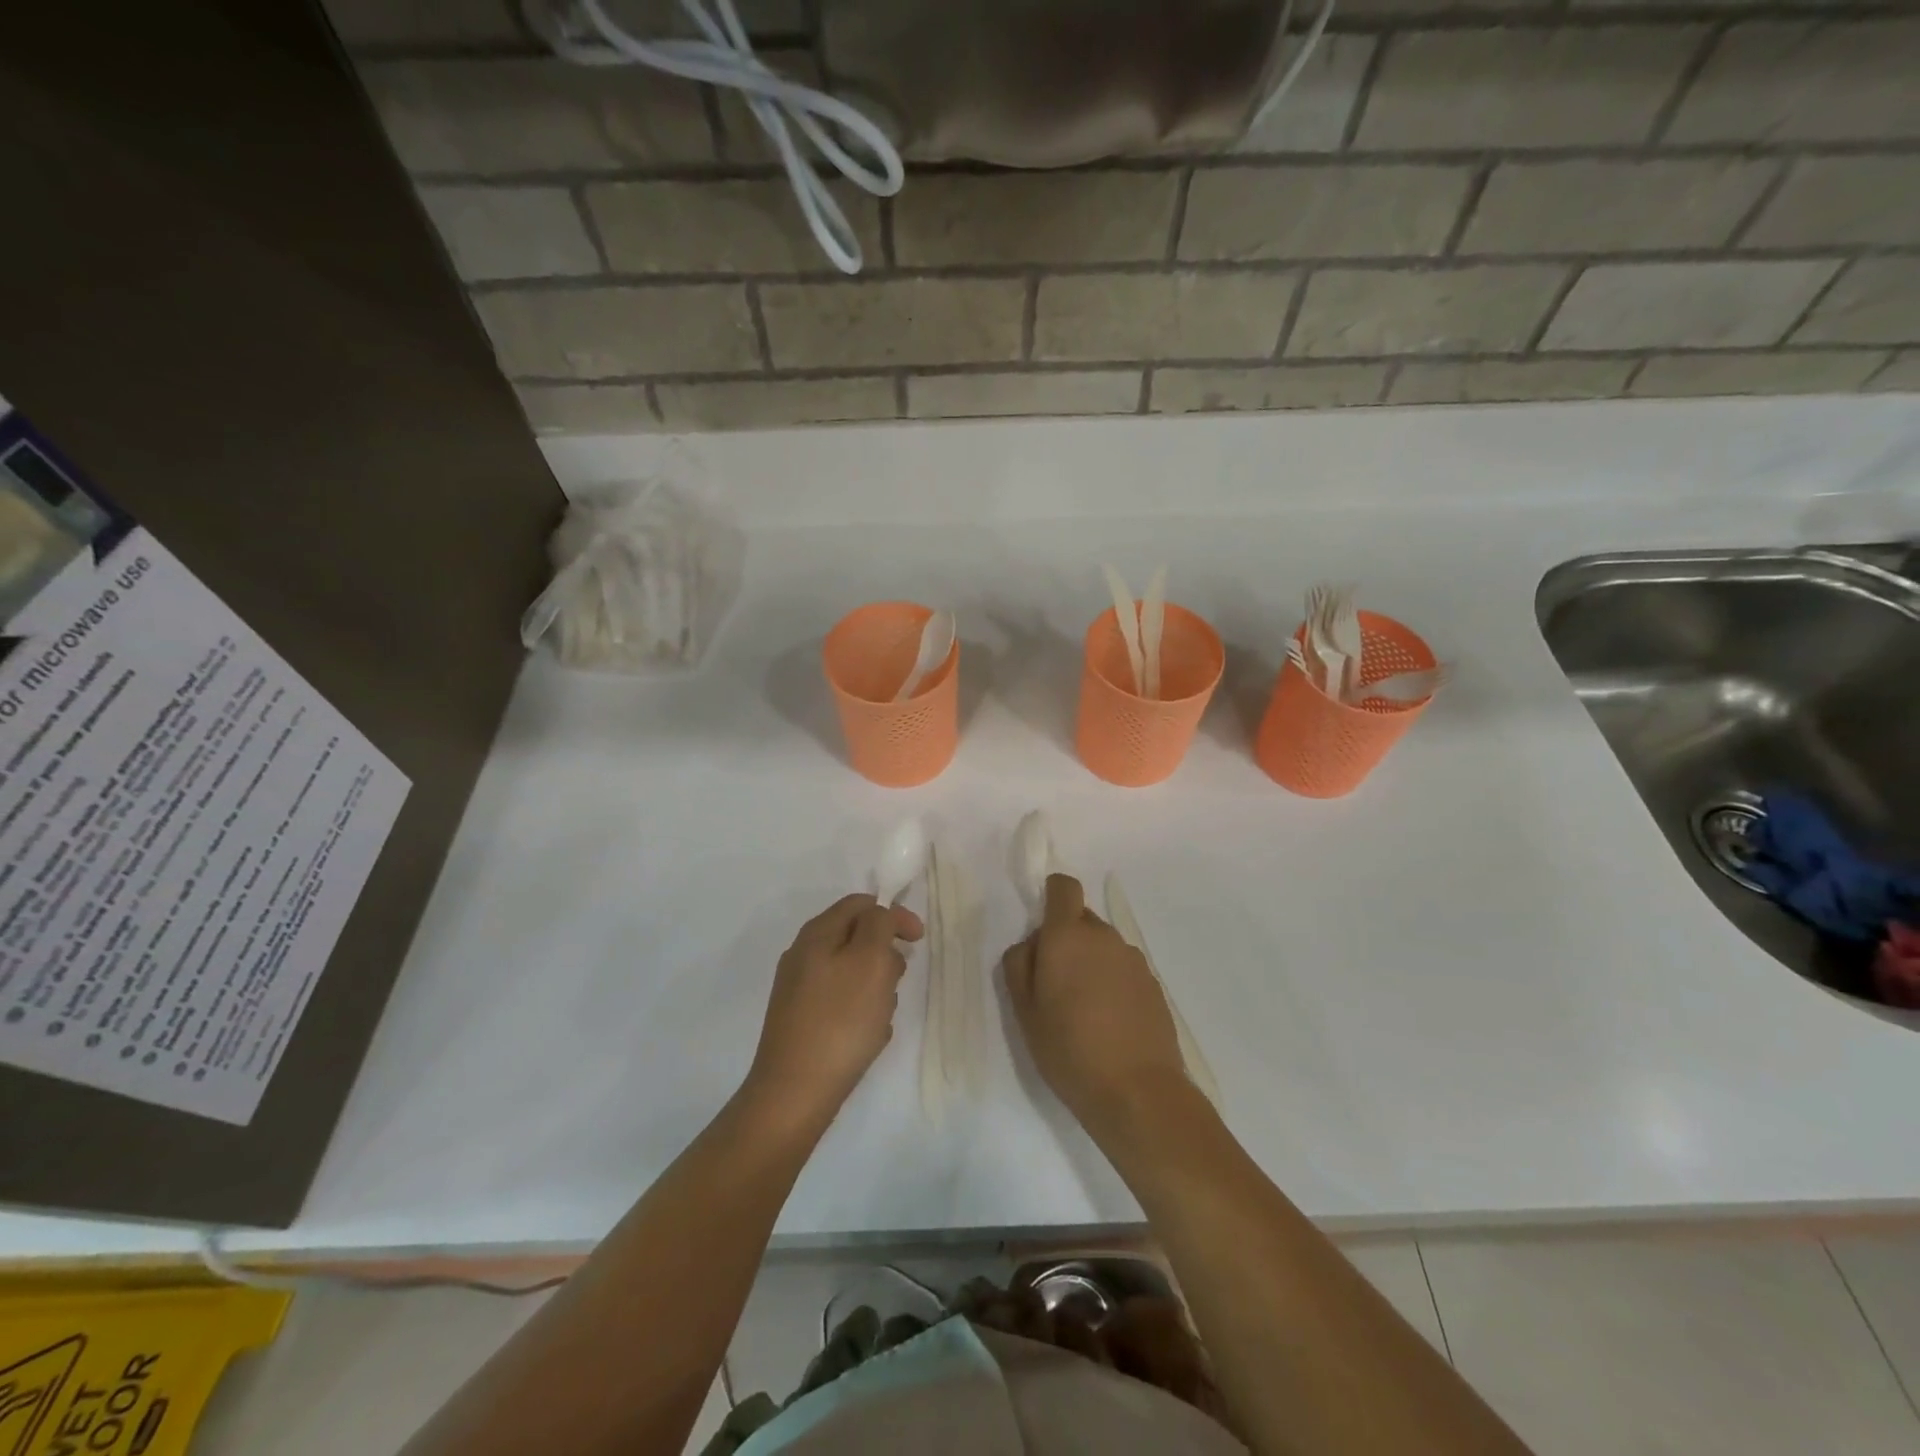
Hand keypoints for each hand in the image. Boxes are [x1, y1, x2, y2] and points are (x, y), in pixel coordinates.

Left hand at [746, 894, 923, 1130]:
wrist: (795, 1093)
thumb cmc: (840, 1020)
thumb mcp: (870, 960)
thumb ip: (879, 925)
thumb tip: (880, 914)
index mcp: (817, 934)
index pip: (861, 904)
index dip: (894, 915)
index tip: (918, 940)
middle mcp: (804, 955)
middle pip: (857, 937)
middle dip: (885, 956)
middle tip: (896, 982)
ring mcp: (800, 990)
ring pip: (853, 973)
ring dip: (877, 987)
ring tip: (882, 1015)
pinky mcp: (802, 1021)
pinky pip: (843, 1003)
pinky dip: (862, 1012)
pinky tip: (868, 1036)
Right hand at [1002, 874, 1187, 1135]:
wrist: (1138, 1092)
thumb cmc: (1069, 1049)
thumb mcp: (1024, 1011)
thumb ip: (1019, 965)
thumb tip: (1031, 944)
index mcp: (1068, 936)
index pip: (1064, 887)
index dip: (1051, 897)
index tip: (1042, 933)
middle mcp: (1104, 937)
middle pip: (1081, 920)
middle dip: (1066, 940)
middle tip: (1054, 985)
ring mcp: (1133, 960)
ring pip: (1103, 946)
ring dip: (1090, 963)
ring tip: (1082, 1011)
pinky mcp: (1154, 985)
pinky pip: (1123, 970)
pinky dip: (1112, 984)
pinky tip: (1108, 1024)